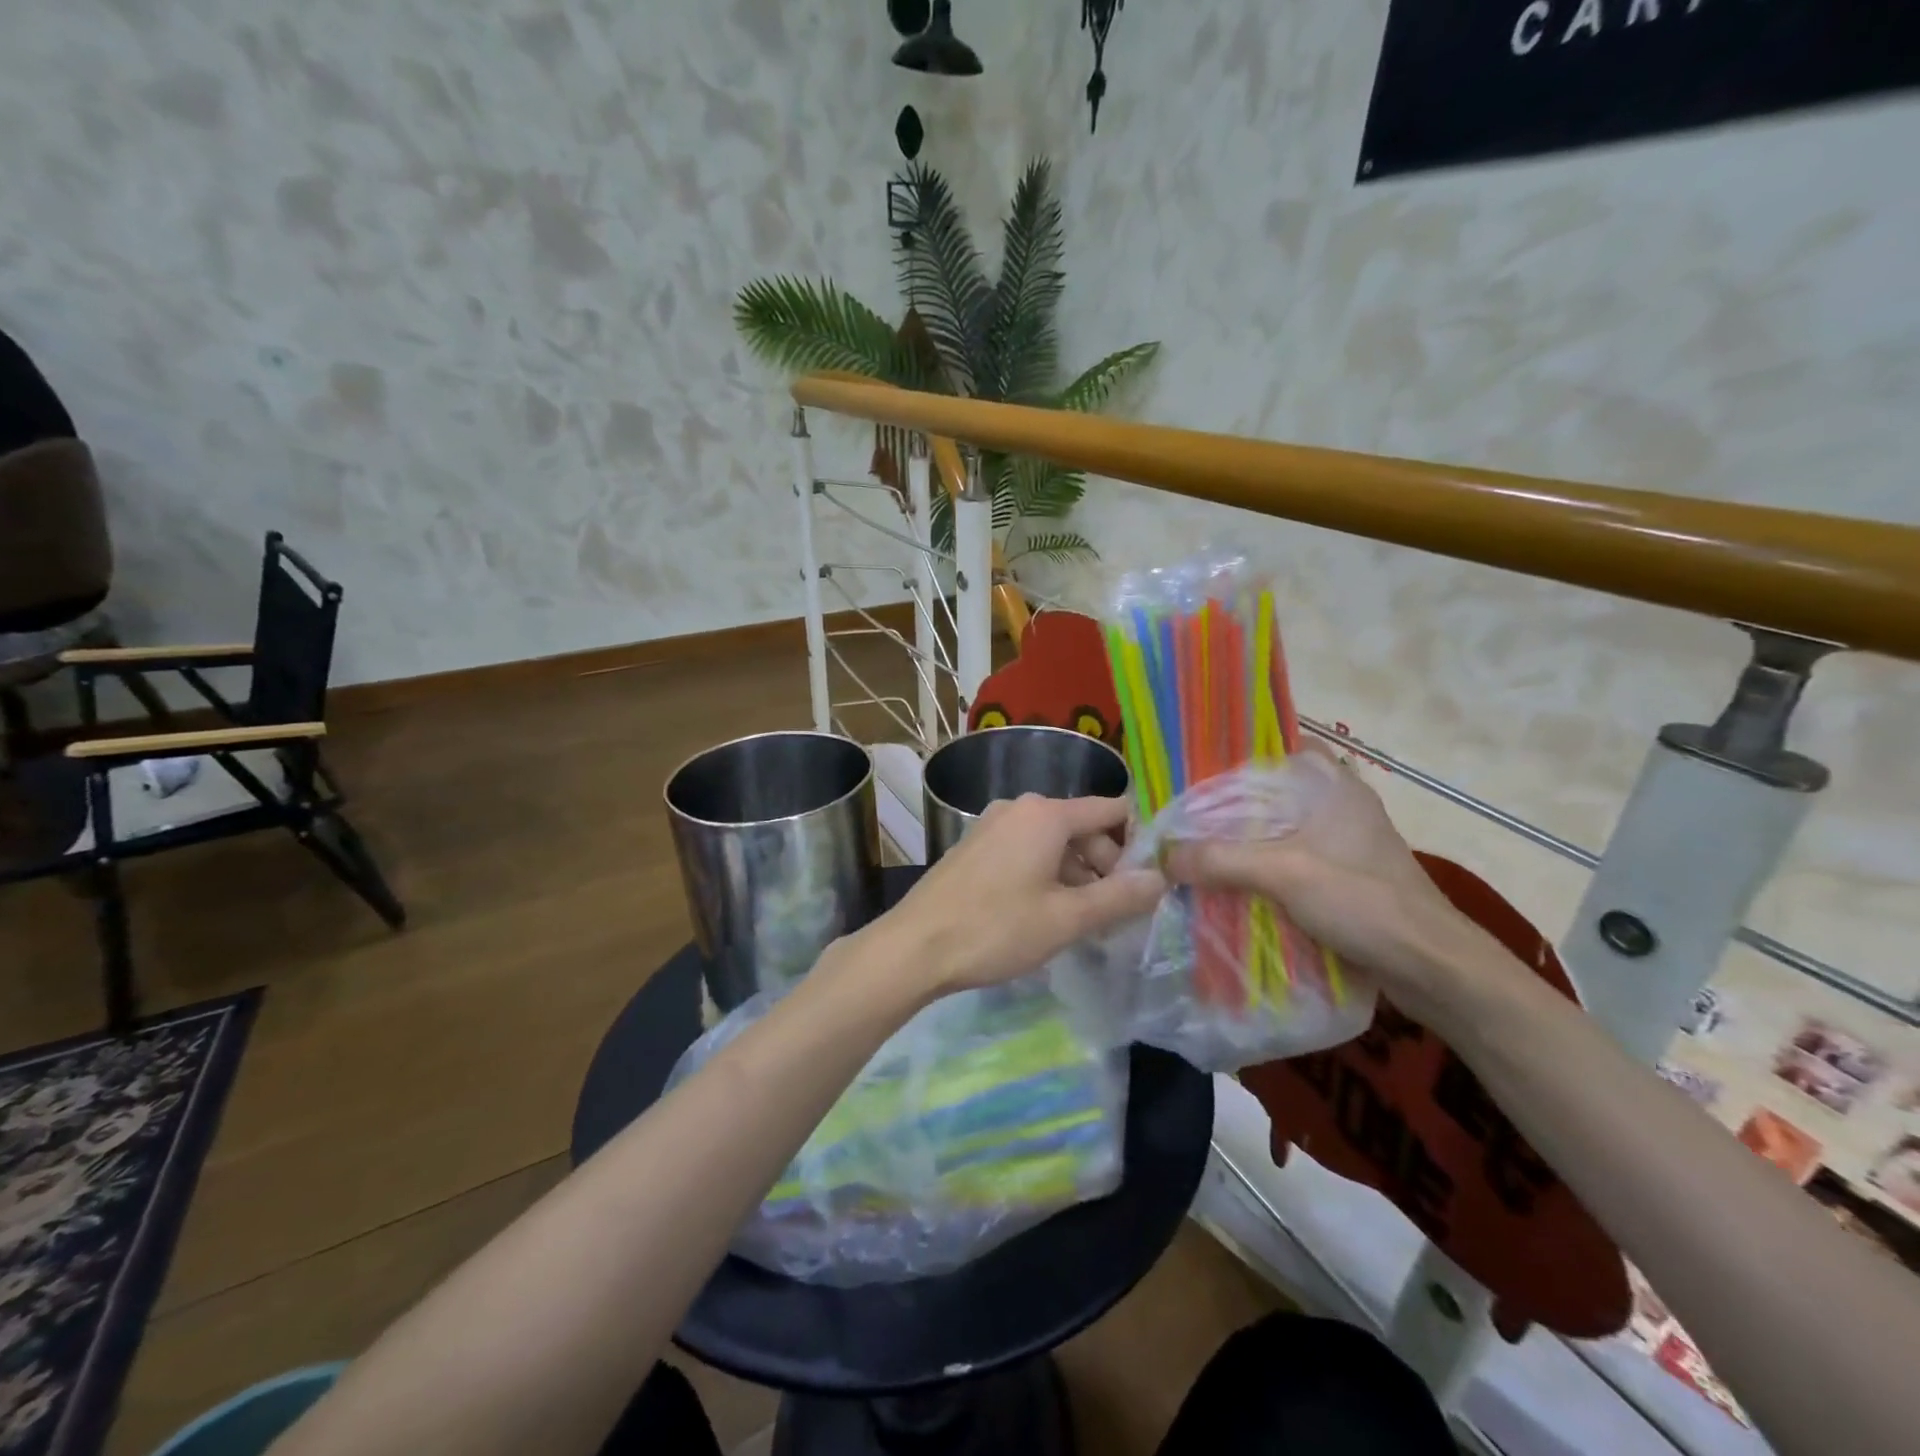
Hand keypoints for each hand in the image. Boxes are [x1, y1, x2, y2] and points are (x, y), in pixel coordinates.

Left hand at [881, 794, 1164, 996]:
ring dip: (1076, 875)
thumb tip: (1161, 878)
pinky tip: (1046, 914)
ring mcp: (992, 825)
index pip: (1110, 810)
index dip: (1137, 841)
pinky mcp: (975, 847)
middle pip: (1081, 827)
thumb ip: (1119, 897)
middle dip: (1105, 865)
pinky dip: (1046, 875)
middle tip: (1116, 913)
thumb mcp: (1066, 918)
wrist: (914, 946)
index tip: (1150, 879)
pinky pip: (1026, 851)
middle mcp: (1019, 808)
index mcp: (1046, 814)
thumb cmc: (996, 928)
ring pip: (1053, 842)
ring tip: (1085, 921)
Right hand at [1163, 742, 1499, 1029]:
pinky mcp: (1343, 879)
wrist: (1431, 968)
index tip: (1197, 767)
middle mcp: (1339, 806)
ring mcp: (1343, 844)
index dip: (1241, 753)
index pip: (1282, 747)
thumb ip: (1220, 860)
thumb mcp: (1284, 873)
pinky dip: (1260, 869)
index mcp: (1334, 786)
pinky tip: (1228, 883)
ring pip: (1279, 830)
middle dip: (1230, 803)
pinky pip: (1289, 862)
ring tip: (1194, 847)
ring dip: (1243, 841)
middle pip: (1273, 792)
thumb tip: (1162, 857)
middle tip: (1182, 812)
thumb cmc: (1363, 900)